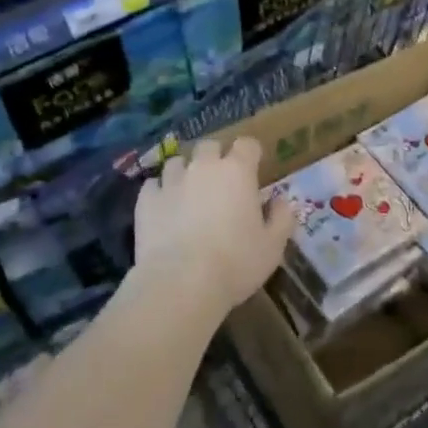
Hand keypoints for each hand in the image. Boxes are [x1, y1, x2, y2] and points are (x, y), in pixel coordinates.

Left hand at [132, 137, 295, 317]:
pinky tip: (164, 208)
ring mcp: (171, 181)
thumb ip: (282, 218)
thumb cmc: (235, 263)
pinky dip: (160, 191)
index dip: (251, 154)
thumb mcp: (273, 246)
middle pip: (210, 146)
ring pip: (178, 162)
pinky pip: (153, 184)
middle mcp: (204, 167)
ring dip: (185, 172)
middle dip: (216, 158)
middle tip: (221, 183)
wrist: (181, 284)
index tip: (253, 171)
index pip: (247, 144)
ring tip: (189, 194)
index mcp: (238, 171)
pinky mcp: (146, 200)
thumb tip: (281, 201)